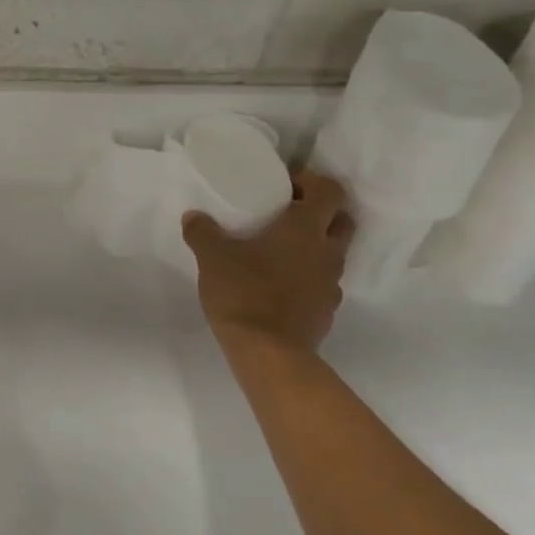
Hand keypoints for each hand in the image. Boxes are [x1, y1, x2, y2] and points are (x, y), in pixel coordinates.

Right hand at [183, 170, 352, 352]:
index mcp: (305, 229)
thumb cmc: (244, 293)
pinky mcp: (326, 309)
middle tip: (287, 213)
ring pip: (333, 252)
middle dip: (320, 211)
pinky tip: (278, 284)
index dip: (311, 181)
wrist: (269, 352)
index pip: (329, 190)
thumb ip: (202, 232)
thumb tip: (194, 216)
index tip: (285, 184)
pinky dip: (306, 275)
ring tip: (278, 250)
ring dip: (313, 245)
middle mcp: (327, 251)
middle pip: (341, 219)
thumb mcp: (212, 257)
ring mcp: (331, 283)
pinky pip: (322, 282)